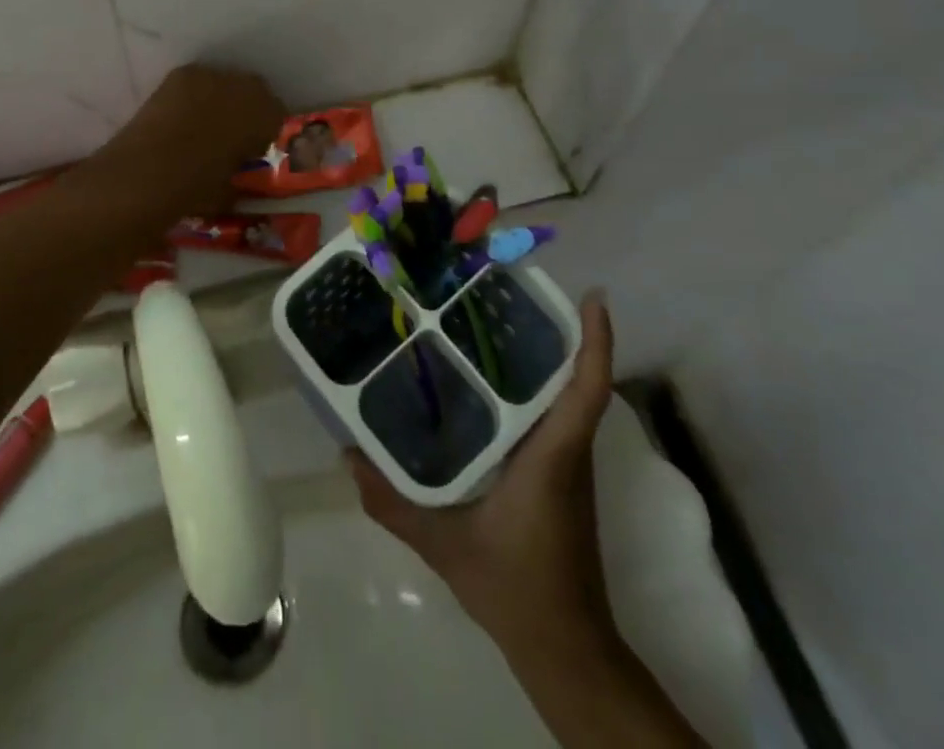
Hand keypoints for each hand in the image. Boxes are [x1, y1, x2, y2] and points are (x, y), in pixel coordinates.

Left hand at [93, 64, 286, 215]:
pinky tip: (182, 115)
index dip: (265, 132)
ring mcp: (212, 75)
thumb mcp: (230, 188)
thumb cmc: (196, 188)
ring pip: (226, 82)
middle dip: (247, 109)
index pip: (277, 115)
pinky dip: (195, 93)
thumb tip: (236, 165)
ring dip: (221, 98)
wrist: (146, 173)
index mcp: (266, 115)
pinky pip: (198, 80)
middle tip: (232, 134)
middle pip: (255, 91)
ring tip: (204, 122)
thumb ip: (240, 170)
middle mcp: (246, 87)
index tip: (254, 148)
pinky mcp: (181, 73)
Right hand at [348, 294, 619, 655]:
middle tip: (511, 293)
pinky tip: (491, 384)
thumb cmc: (515, 587)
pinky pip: (554, 418)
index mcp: (552, 455)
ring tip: (494, 324)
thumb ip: (392, 502)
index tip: (592, 296)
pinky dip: (535, 390)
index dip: (596, 341)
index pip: (587, 389)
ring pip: (565, 397)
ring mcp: (568, 465)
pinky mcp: (560, 477)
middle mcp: (567, 450)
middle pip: (575, 379)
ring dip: (545, 359)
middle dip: (557, 332)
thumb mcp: (444, 545)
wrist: (564, 649)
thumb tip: (347, 455)